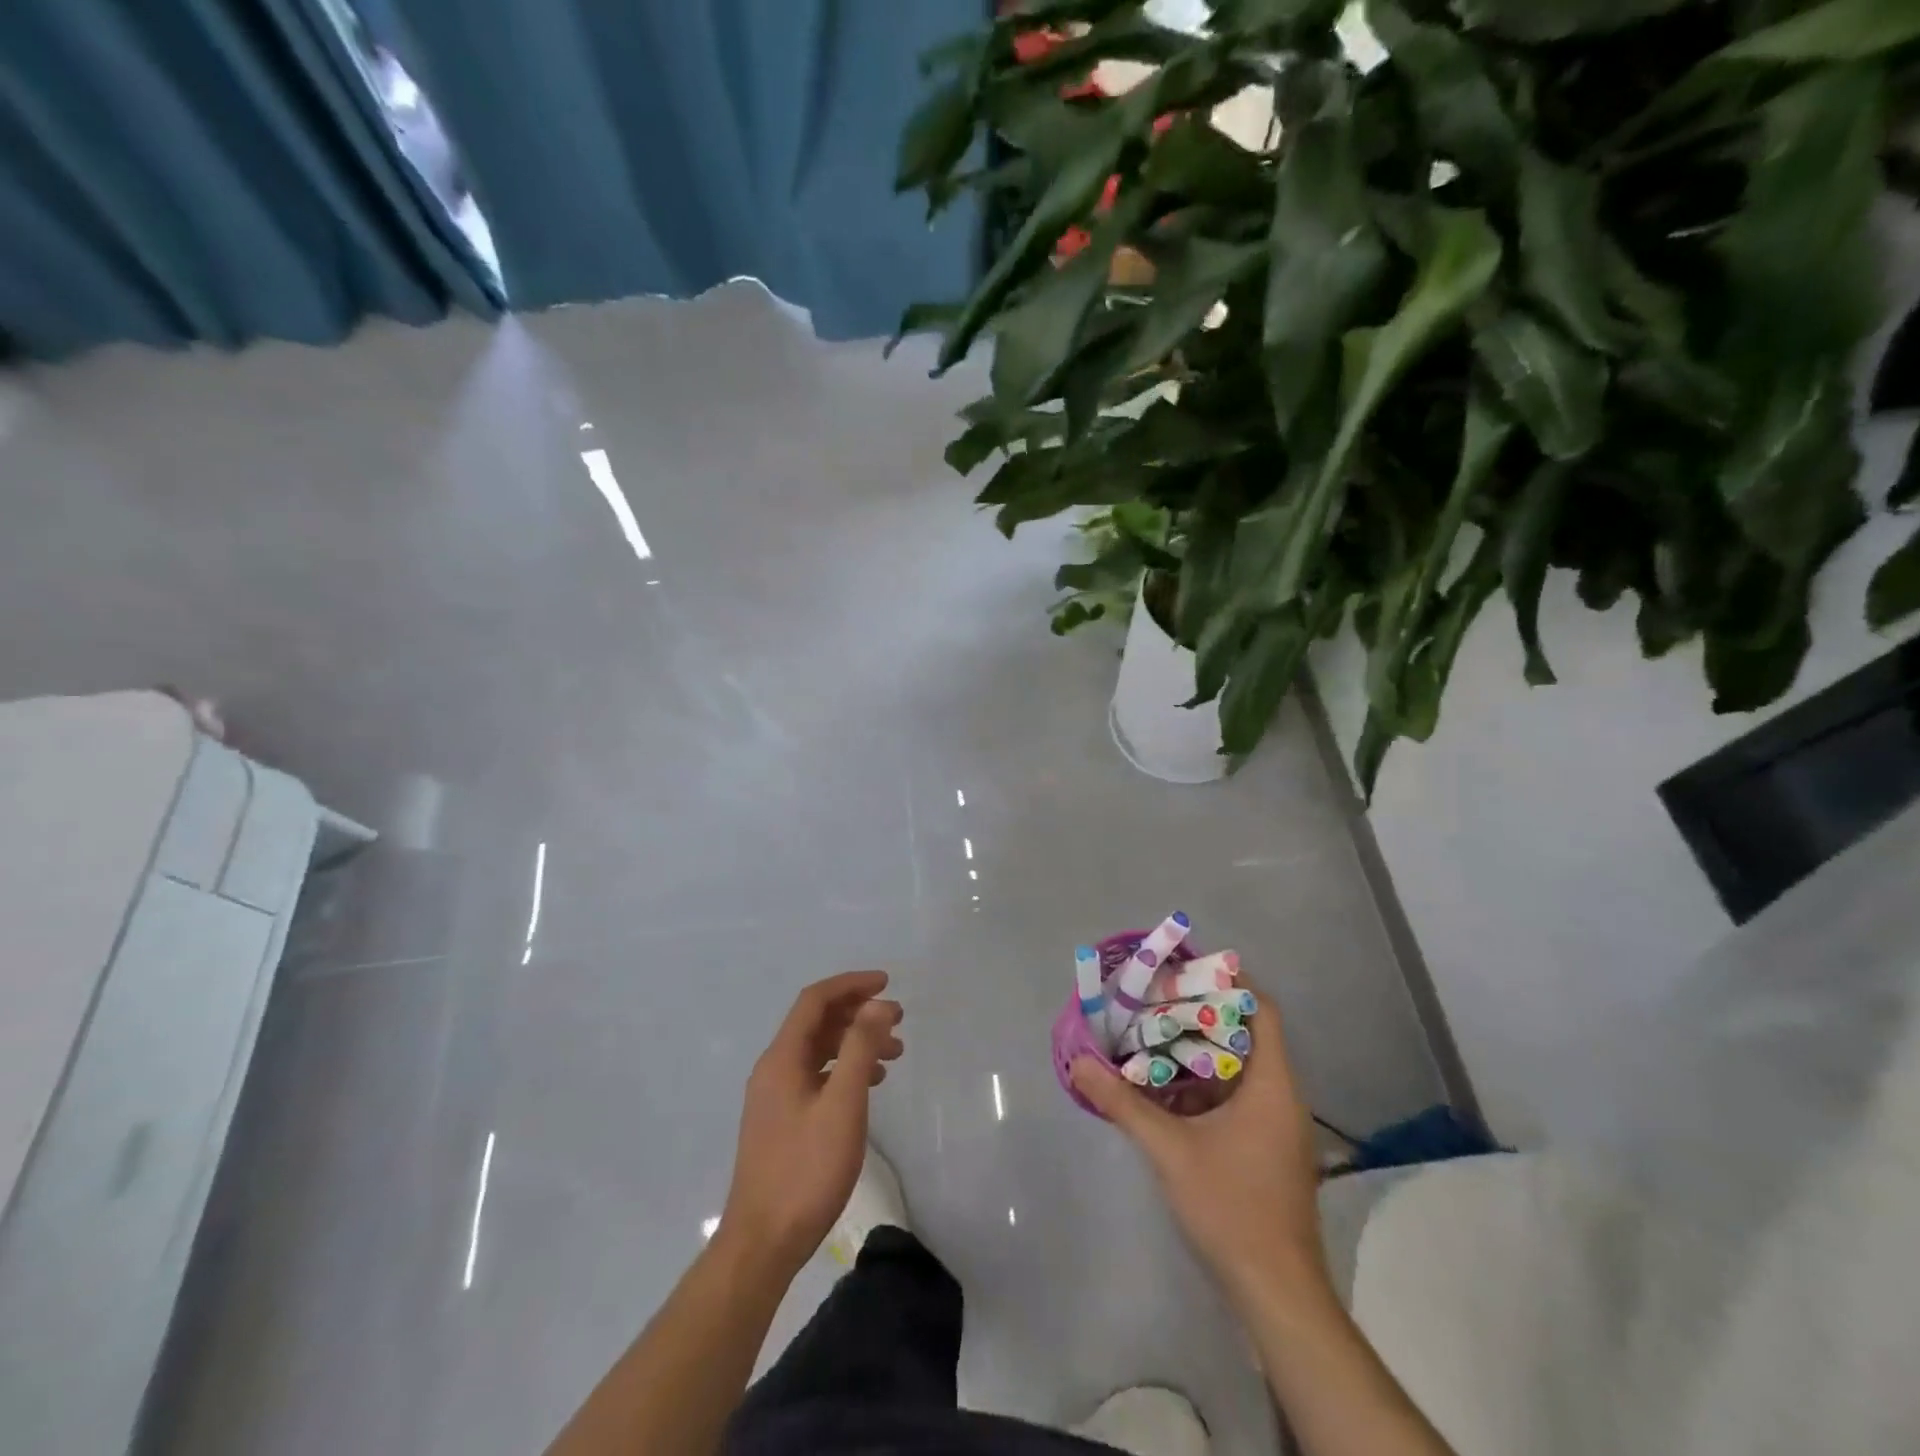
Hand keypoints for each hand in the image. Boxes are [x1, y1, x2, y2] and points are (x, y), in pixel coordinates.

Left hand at [721, 971, 902, 1274]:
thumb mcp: (842, 1105)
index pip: (815, 1000)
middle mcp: (773, 1069)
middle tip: (898, 1019)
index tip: (887, 983)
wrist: (763, 1242)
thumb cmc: (806, 1170)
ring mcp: (774, 1096)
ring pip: (818, 1051)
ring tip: (894, 1052)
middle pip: (816, 1022)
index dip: (851, 985)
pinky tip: (869, 1084)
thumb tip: (876, 1003)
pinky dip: (844, 1069)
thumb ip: (860, 1049)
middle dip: (858, 1013)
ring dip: (855, 1042)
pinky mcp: (781, 1120)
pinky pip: (815, 1075)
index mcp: (781, 1058)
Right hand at [1071, 979, 1329, 1310]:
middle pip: (1248, 1033)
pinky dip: (1205, 1083)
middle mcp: (1282, 1096)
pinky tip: (1167, 1087)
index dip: (1228, 982)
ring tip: (1154, 1033)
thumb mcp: (1169, 1150)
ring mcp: (1277, 1126)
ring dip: (1200, 1049)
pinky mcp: (1268, 1150)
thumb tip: (1078, 1064)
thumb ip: (1123, 1103)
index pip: (1261, 1009)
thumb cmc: (1231, 1208)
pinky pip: (1238, 1096)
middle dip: (1202, 1012)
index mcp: (1272, 1084)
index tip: (1186, 968)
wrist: (1277, 1293)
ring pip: (1241, 1068)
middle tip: (1157, 998)